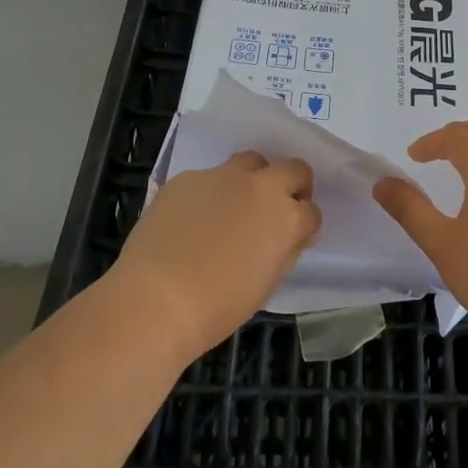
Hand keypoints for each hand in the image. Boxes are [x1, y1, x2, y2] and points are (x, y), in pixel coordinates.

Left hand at [112, 151, 321, 357]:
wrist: (156, 299)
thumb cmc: (218, 305)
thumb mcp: (267, 283)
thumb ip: (285, 250)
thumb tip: (289, 236)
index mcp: (286, 218)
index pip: (312, 212)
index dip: (304, 226)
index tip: (294, 238)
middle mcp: (261, 187)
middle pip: (293, 168)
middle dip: (293, 186)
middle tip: (277, 209)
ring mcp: (222, 176)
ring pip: (251, 162)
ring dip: (253, 179)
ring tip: (235, 206)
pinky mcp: (188, 177)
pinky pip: (209, 178)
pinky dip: (211, 193)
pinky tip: (193, 220)